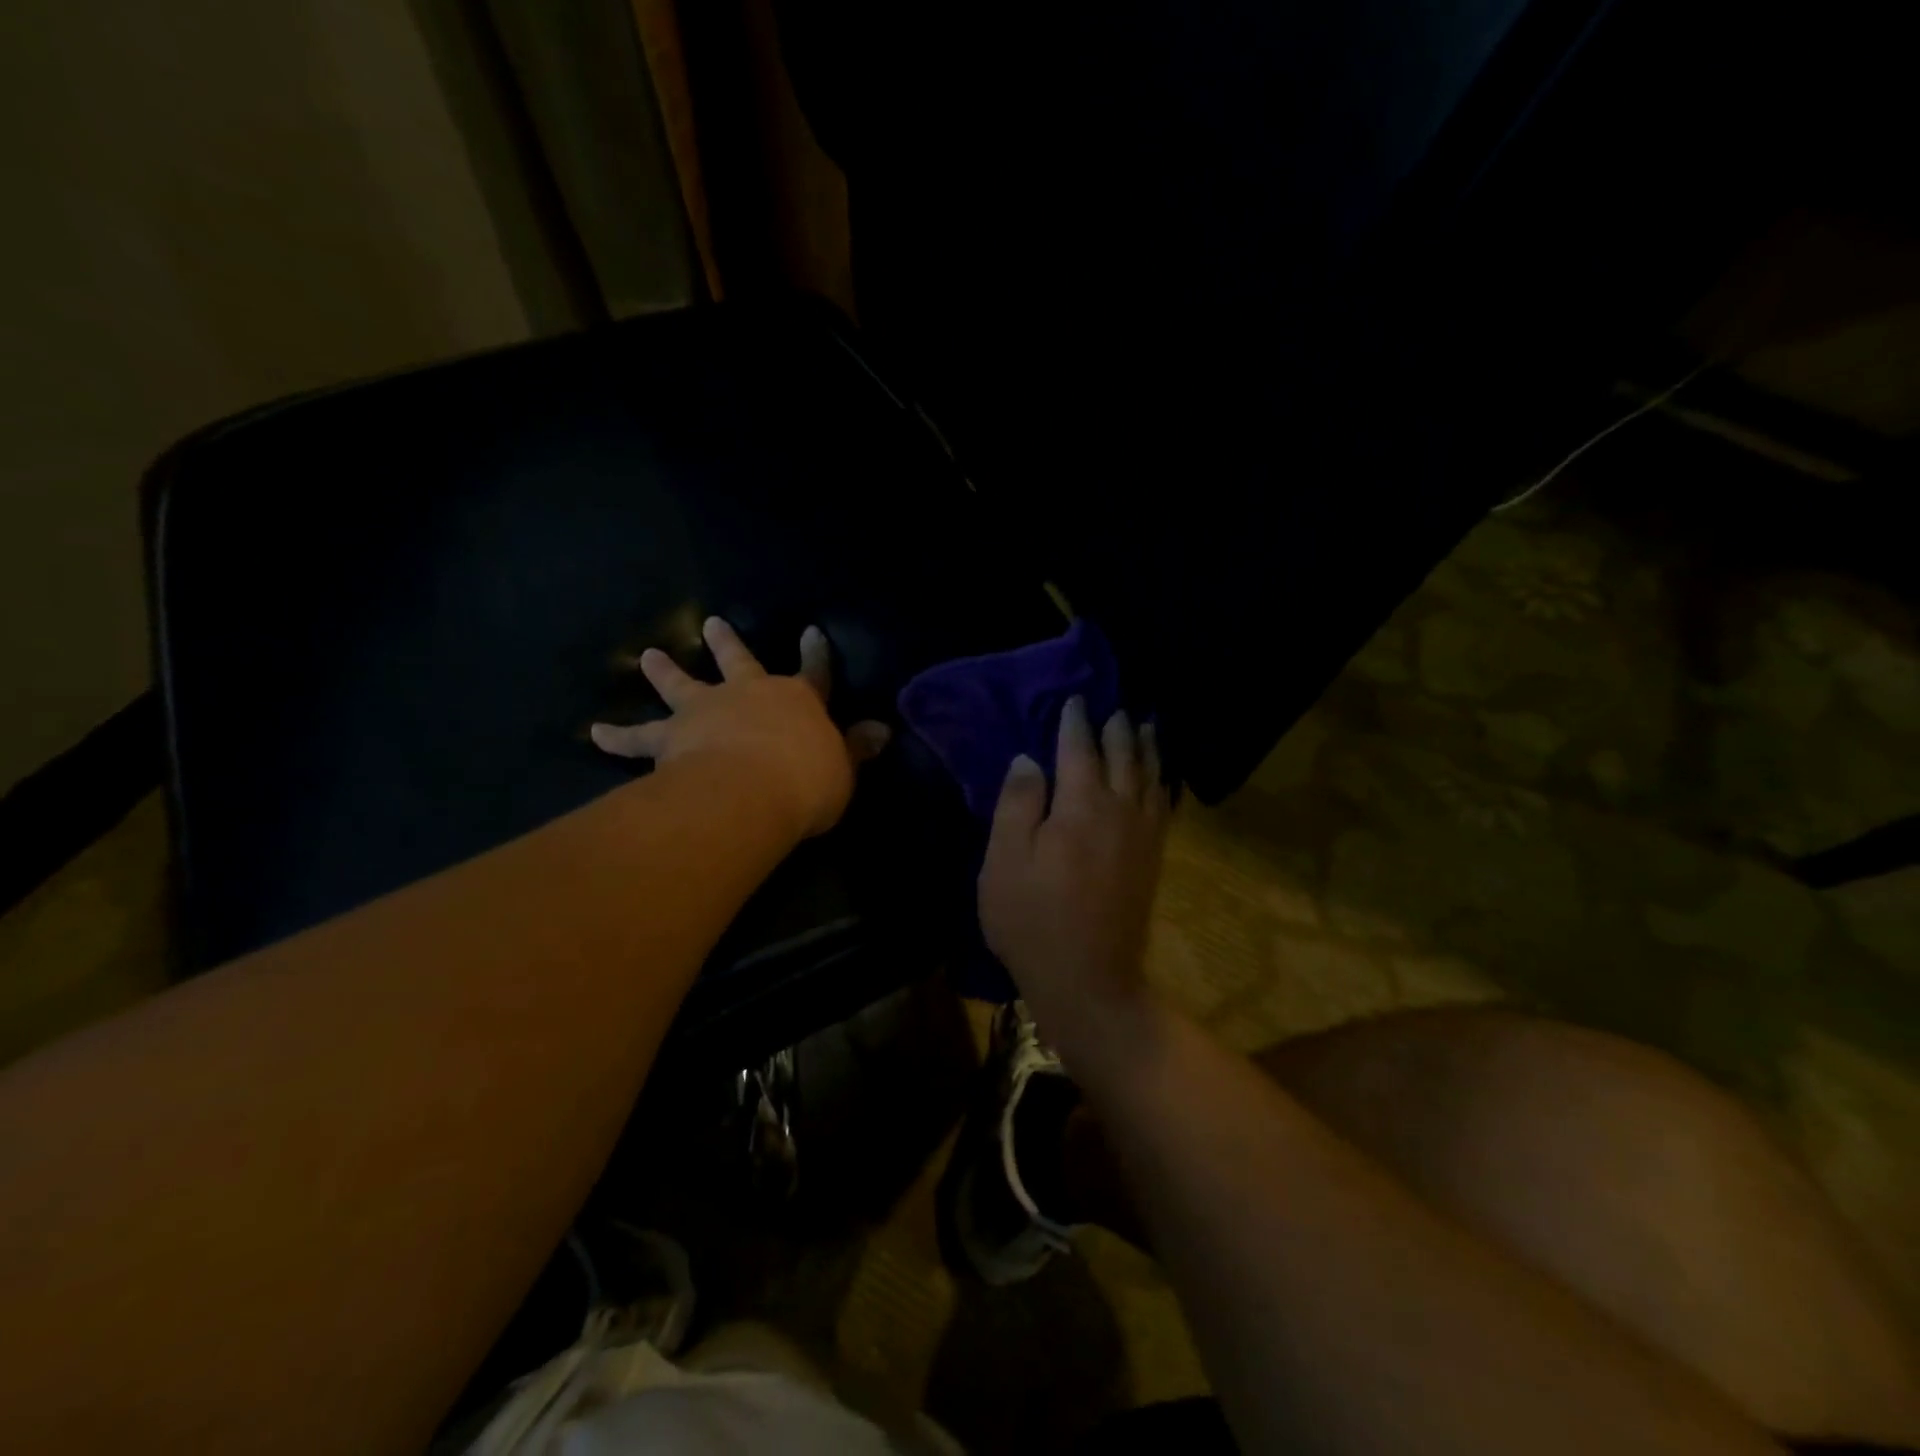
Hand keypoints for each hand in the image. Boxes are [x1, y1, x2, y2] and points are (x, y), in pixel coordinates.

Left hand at [591, 617, 890, 839]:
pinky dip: (617, 736)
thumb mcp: (842, 769)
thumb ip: (855, 749)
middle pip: (737, 662)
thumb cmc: (806, 781)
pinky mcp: (669, 739)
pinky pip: (638, 738)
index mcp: (797, 701)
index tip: (811, 631)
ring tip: (649, 657)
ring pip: (681, 686)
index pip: (814, 672)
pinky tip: (594, 732)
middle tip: (710, 623)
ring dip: (665, 672)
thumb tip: (882, 730)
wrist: (749, 791)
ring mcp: (705, 712)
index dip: (815, 653)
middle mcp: (748, 695)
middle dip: (726, 643)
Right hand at [979, 697, 1170, 1033]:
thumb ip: (1017, 804)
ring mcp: (1142, 836)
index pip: (1079, 749)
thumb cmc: (1033, 919)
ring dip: (1146, 748)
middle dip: (1117, 729)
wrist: (1088, 979)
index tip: (1075, 700)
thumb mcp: (1005, 861)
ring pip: (1150, 777)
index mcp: (1080, 806)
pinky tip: (1162, 779)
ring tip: (1145, 727)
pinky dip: (1163, 783)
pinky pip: (1164, 807)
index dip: (1075, 722)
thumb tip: (1029, 759)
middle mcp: (1119, 811)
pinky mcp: (1153, 859)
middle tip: (1114, 708)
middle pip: (1122, 757)